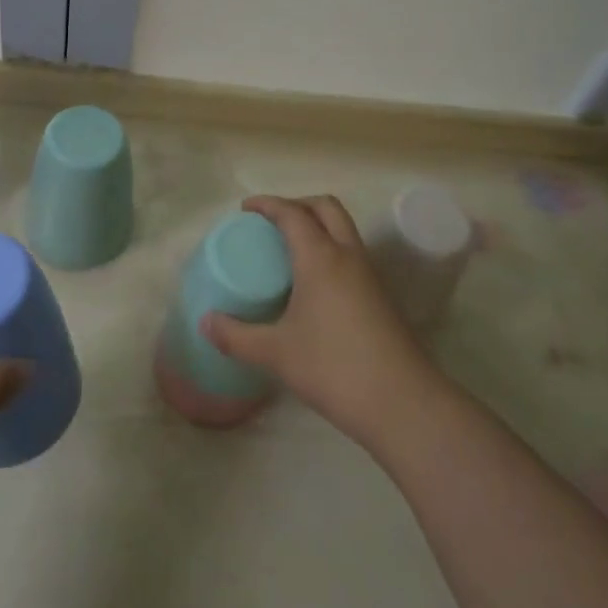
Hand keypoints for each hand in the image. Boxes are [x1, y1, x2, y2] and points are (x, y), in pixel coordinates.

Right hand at [201, 195, 441, 446]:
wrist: (403, 402)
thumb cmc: (334, 367)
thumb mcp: (275, 353)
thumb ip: (236, 336)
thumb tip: (205, 322)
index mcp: (320, 257)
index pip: (292, 213)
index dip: (267, 204)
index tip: (245, 208)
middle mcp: (348, 255)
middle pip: (326, 208)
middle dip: (297, 205)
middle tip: (270, 223)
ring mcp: (369, 275)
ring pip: (344, 229)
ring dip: (317, 226)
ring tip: (288, 250)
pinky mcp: (381, 296)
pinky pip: (351, 254)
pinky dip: (330, 249)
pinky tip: (313, 283)